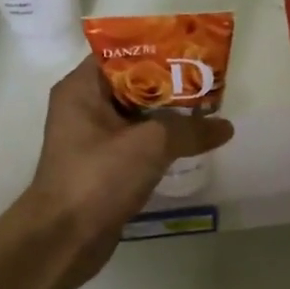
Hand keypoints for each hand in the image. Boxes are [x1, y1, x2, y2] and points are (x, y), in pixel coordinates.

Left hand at [17, 57, 233, 287]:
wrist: (64, 239)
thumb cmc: (98, 177)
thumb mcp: (150, 144)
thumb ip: (191, 130)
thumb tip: (225, 127)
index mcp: (82, 88)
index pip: (123, 52)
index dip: (160, 50)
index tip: (195, 53)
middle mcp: (84, 106)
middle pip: (135, 83)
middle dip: (173, 83)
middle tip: (211, 81)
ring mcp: (94, 138)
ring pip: (139, 115)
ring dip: (171, 114)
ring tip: (210, 109)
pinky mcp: (105, 166)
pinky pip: (139, 142)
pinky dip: (163, 140)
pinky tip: (193, 142)